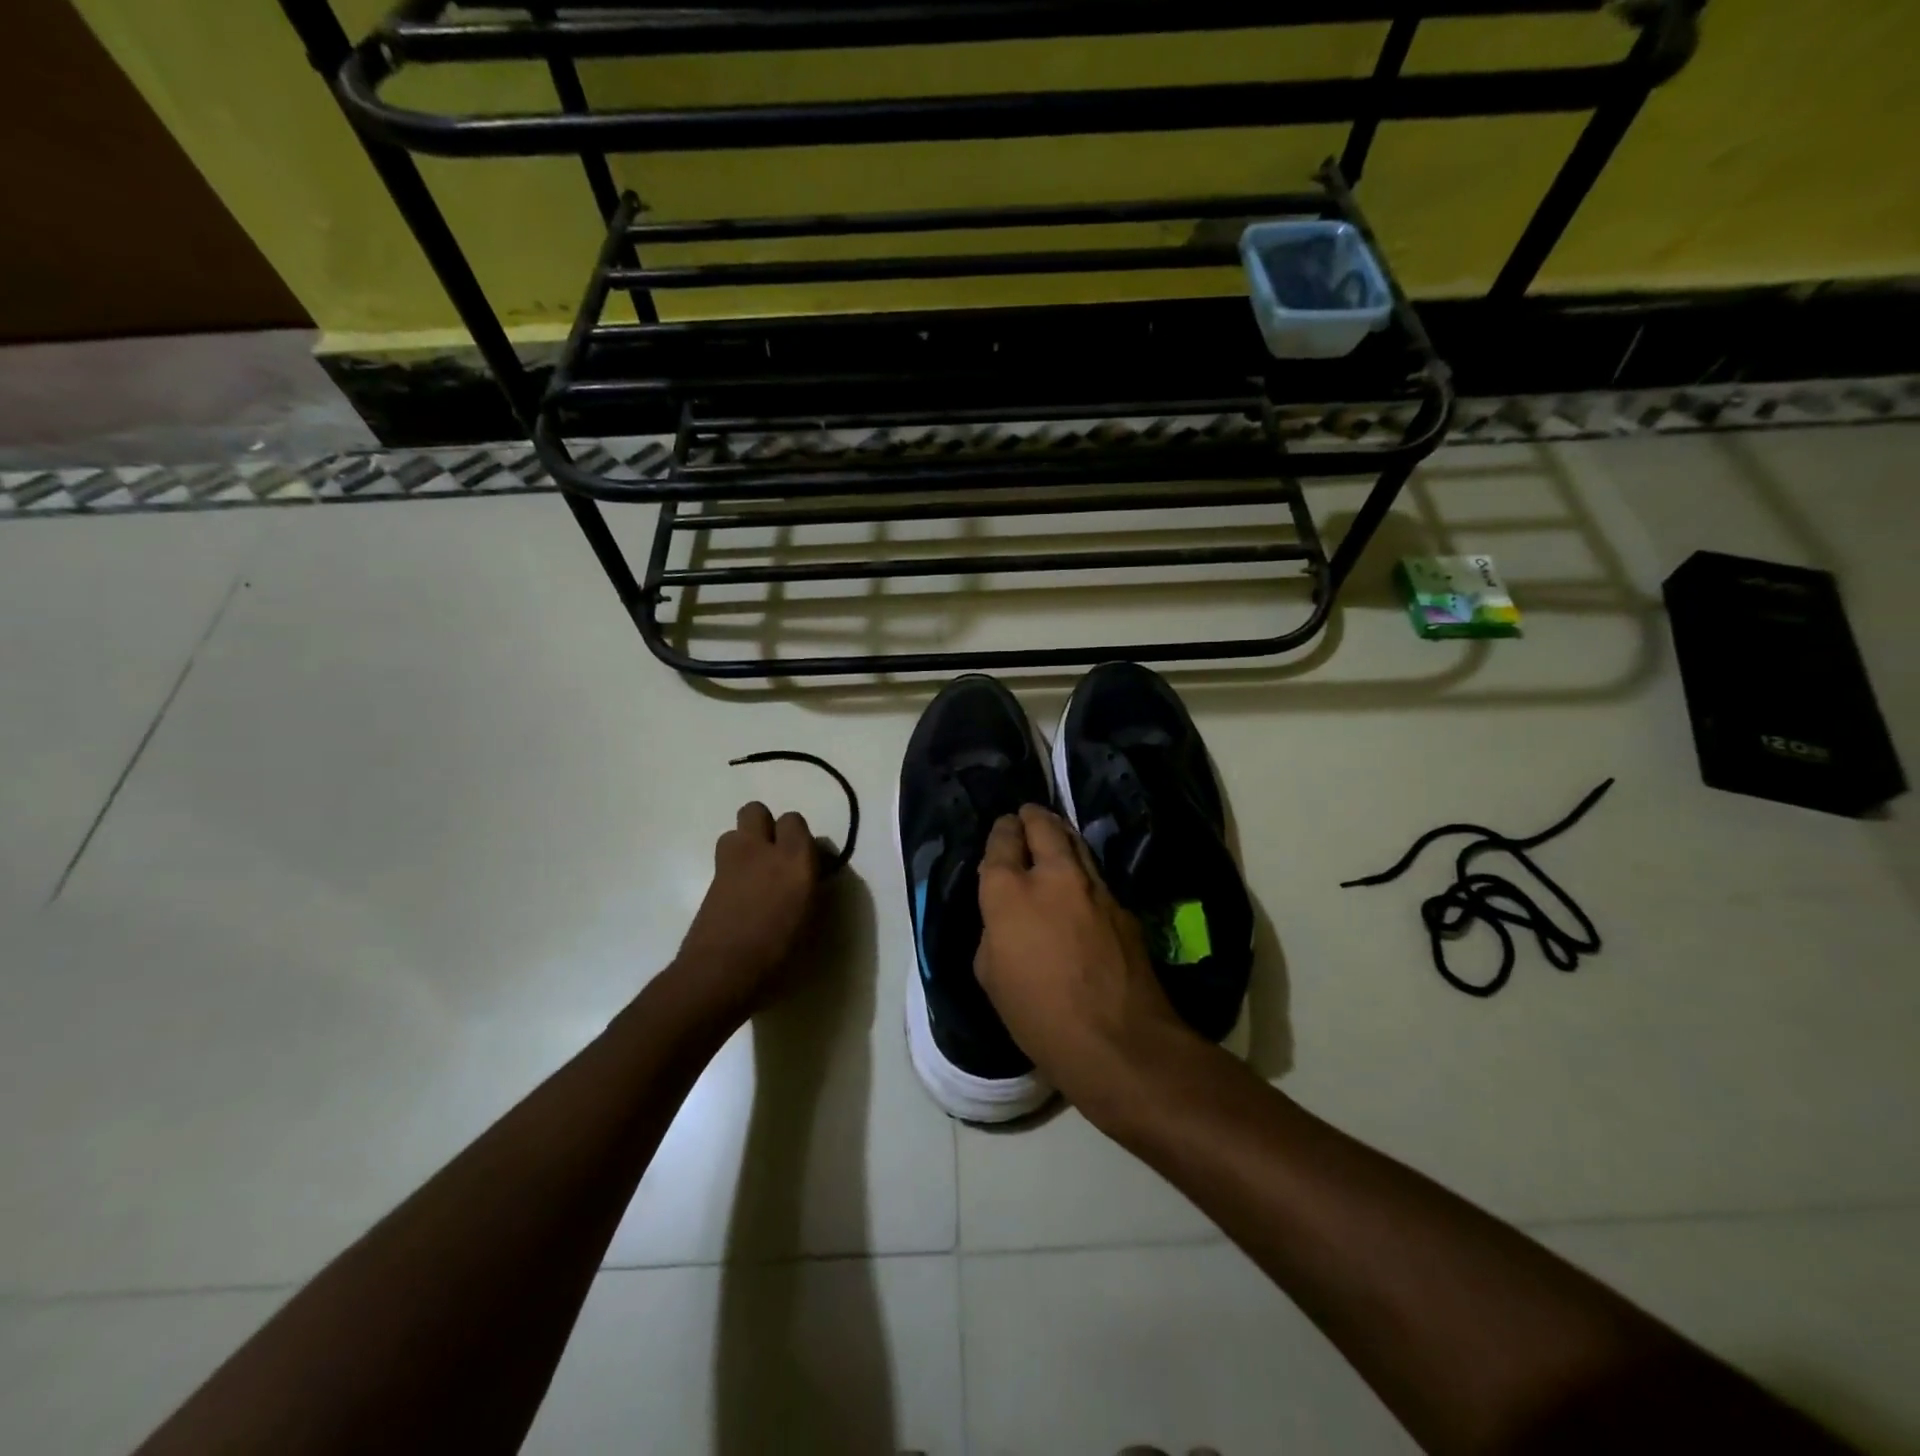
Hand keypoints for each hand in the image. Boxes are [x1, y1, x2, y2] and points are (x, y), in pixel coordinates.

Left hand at [675, 802, 820, 1016]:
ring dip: (745, 844)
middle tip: (776, 855)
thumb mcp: (812, 920)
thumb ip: (813, 888)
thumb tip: (812, 874)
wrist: (722, 972)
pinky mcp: (710, 880)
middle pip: (755, 811)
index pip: (794, 820)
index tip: (807, 859)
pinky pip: (724, 859)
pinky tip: (741, 896)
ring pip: (734, 832)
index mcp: (794, 858)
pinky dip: (734, 869)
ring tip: (755, 873)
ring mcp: (730, 862)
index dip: (798, 836)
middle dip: (765, 825)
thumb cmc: (778, 952)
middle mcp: (761, 850)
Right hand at [974, 805, 1192, 1120]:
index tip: (1003, 828)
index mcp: (1009, 893)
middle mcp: (1052, 877)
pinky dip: (1082, 869)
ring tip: (1052, 834)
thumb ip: (994, 932)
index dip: (1001, 832)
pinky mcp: (1122, 905)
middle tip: (1027, 816)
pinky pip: (1096, 875)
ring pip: (1075, 843)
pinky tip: (1079, 883)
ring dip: (1060, 834)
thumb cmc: (1038, 1016)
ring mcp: (1094, 887)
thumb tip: (1005, 918)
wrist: (1117, 1040)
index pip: (1002, 843)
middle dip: (1031, 817)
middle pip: (1042, 826)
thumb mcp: (991, 976)